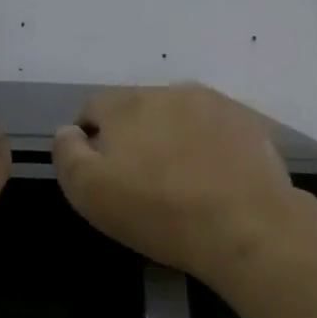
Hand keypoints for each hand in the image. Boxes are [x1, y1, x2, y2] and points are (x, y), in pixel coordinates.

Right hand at [52, 84, 301, 280]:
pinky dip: (209, 145)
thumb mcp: (89, 192)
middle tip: (142, 181)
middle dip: (134, 137)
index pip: (94, 109)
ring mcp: (214, 104)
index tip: (101, 174)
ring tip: (183, 180)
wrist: (246, 226)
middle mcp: (169, 91)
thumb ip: (68, 154)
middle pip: (138, 110)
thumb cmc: (158, 212)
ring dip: (173, 138)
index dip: (90, 140)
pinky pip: (216, 128)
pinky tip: (216, 178)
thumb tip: (67, 131)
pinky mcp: (249, 122)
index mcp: (126, 105)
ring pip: (179, 117)